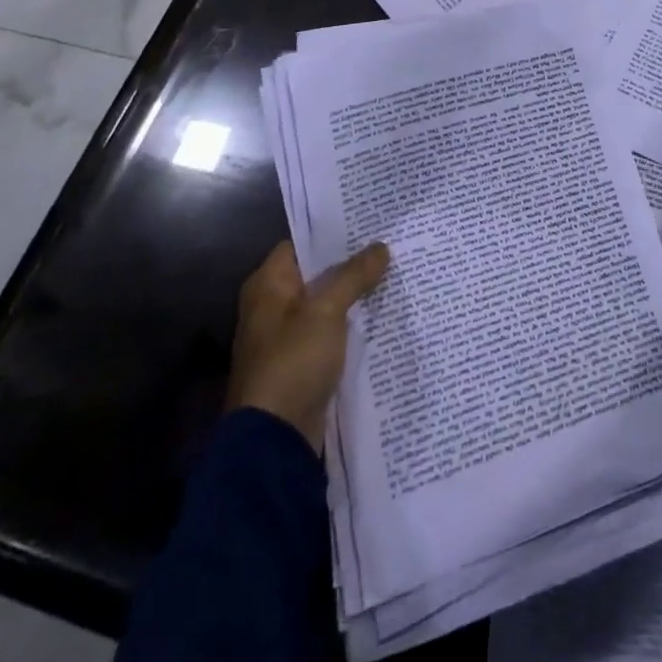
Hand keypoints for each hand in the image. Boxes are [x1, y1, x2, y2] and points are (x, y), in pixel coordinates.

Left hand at [226, 238, 389, 450]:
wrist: (275, 439)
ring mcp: (287, 335)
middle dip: (352, 261)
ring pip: (327, 302)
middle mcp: (272, 305)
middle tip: (391, 243)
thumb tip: (381, 246)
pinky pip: (331, 330)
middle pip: (317, 272)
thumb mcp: (326, 311)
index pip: (302, 243)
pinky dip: (351, 321)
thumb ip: (354, 275)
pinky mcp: (302, 362)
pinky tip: (382, 311)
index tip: (370, 221)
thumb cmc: (293, 362)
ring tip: (394, 271)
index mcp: (267, 285)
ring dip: (354, 292)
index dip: (334, 231)